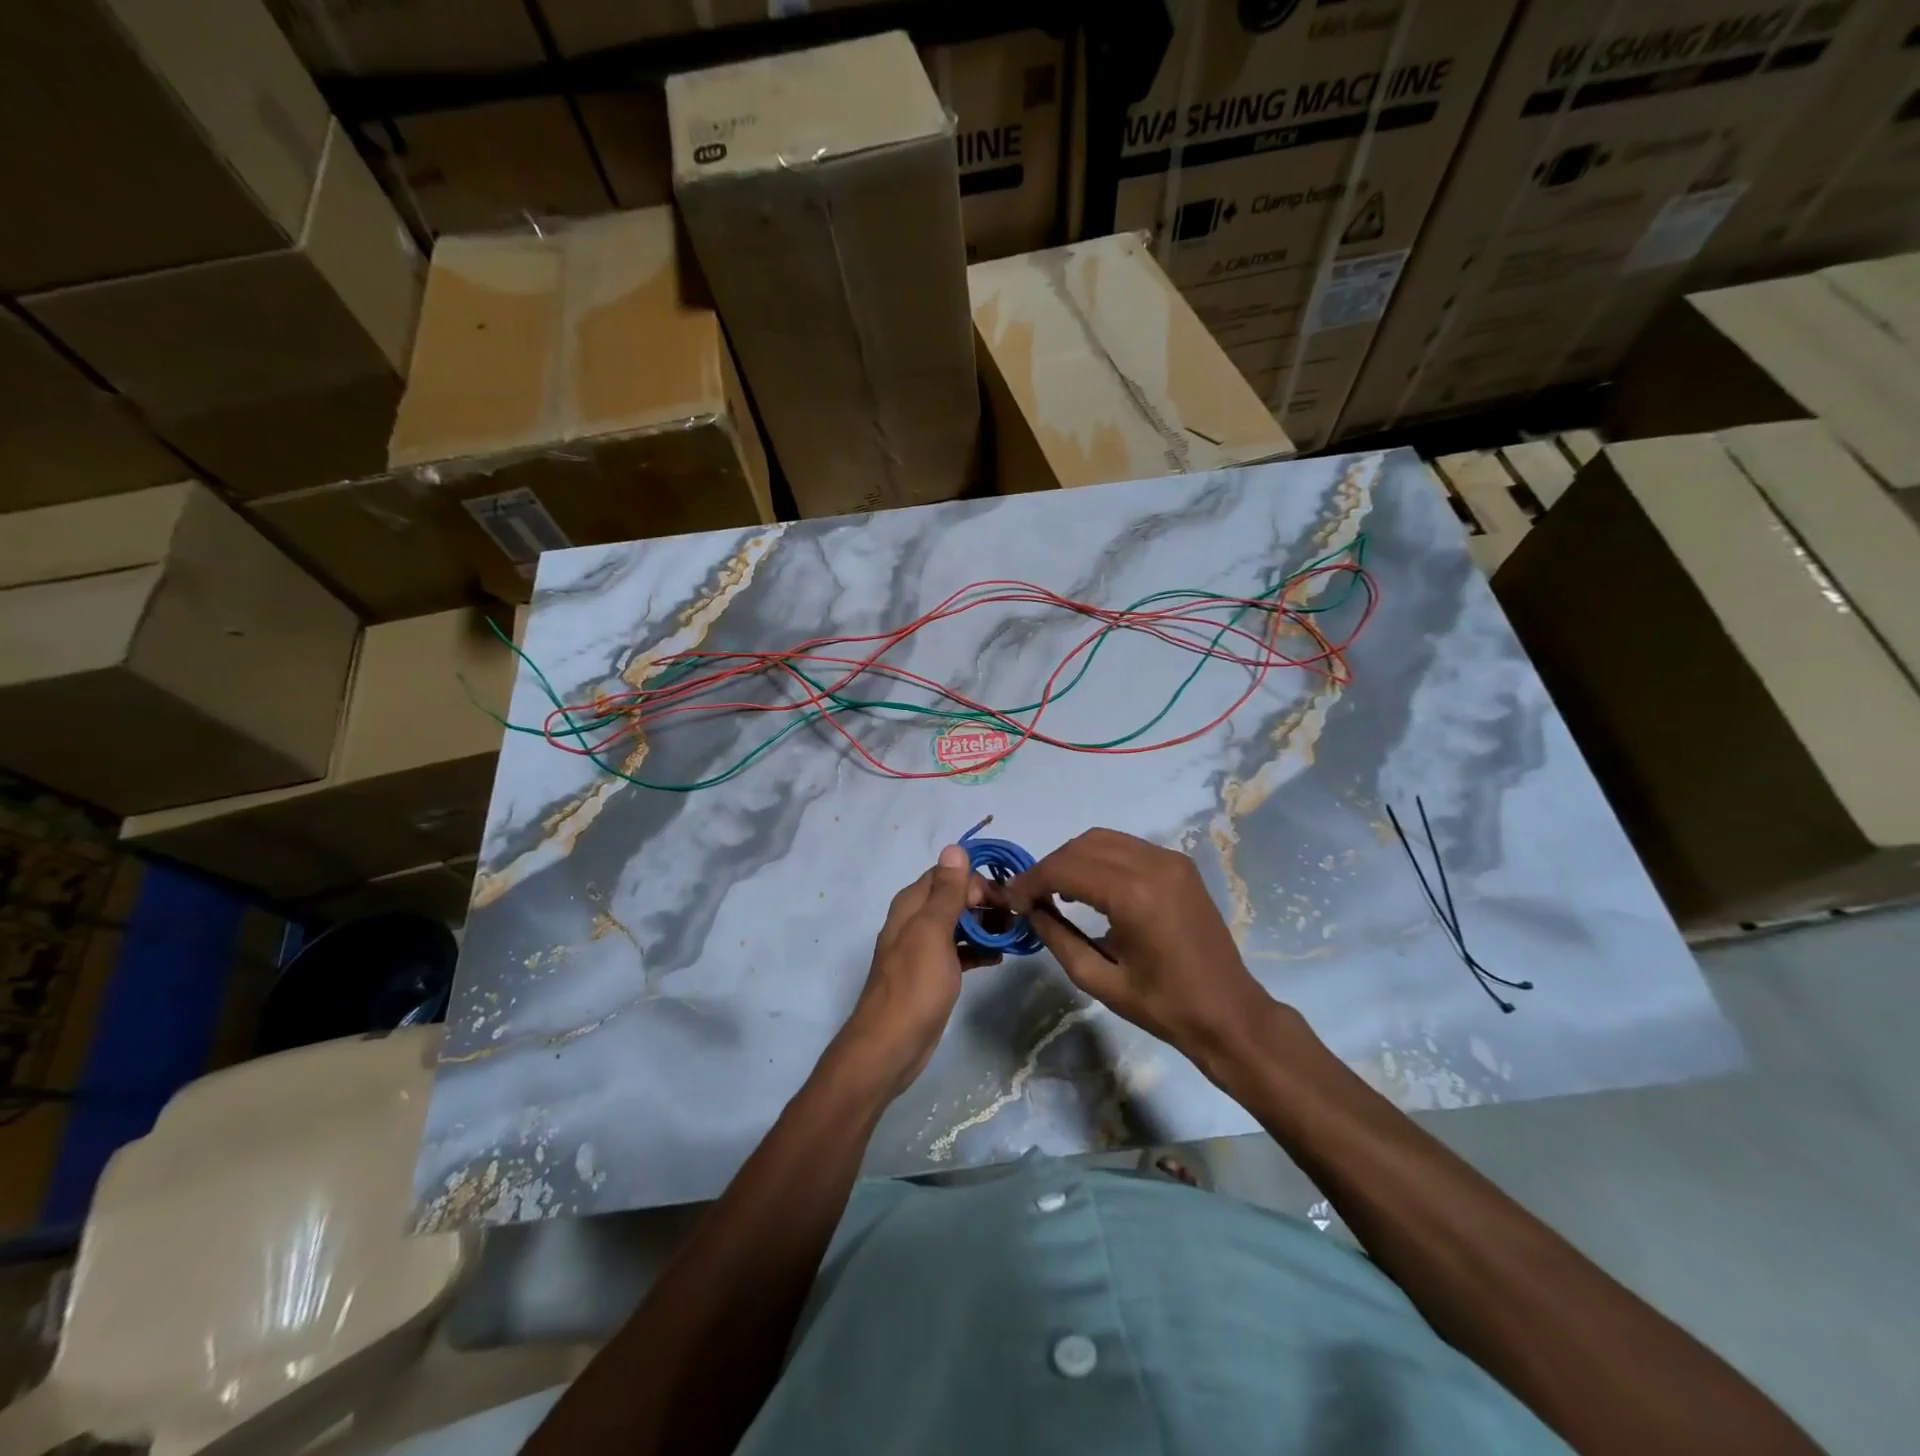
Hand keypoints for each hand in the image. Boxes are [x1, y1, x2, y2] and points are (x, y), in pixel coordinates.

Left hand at [832, 846, 996, 1099]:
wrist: (890, 1046)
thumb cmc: (914, 985)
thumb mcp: (933, 932)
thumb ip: (946, 892)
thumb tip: (954, 847)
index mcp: (912, 904)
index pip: (949, 874)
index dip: (977, 881)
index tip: (1006, 900)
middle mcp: (915, 920)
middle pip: (955, 897)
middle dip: (985, 902)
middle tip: (1016, 920)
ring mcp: (923, 948)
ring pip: (959, 923)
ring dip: (985, 925)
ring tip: (1013, 937)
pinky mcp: (933, 973)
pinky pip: (960, 950)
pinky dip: (978, 949)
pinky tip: (999, 958)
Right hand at [1006, 828, 1295, 1067]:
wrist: (1229, 1014)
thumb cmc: (1162, 1006)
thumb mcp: (1098, 980)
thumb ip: (1057, 937)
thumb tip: (1029, 909)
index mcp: (1133, 896)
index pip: (1066, 868)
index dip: (1031, 880)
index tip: (1010, 899)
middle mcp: (1153, 865)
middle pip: (1082, 845)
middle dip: (1049, 866)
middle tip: (1029, 896)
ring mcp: (1170, 860)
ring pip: (1103, 839)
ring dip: (1072, 859)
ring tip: (1054, 890)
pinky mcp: (1180, 864)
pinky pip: (1126, 847)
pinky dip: (1098, 858)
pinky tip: (1089, 886)